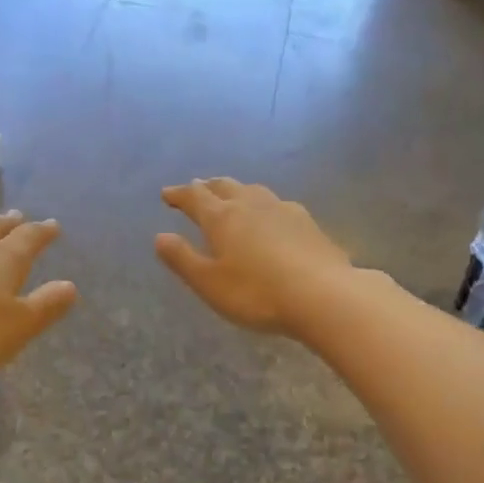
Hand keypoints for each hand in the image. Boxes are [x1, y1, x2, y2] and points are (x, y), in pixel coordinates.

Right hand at [155, 179, 352, 334]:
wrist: (323, 295)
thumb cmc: (256, 293)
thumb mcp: (209, 283)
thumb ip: (183, 259)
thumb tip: (160, 237)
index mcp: (222, 217)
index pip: (195, 197)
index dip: (179, 195)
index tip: (167, 194)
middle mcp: (251, 204)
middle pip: (225, 186)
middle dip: (207, 186)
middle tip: (197, 188)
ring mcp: (283, 210)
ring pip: (253, 191)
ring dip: (236, 190)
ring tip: (231, 195)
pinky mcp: (308, 223)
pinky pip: (277, 205)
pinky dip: (263, 205)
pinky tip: (270, 216)